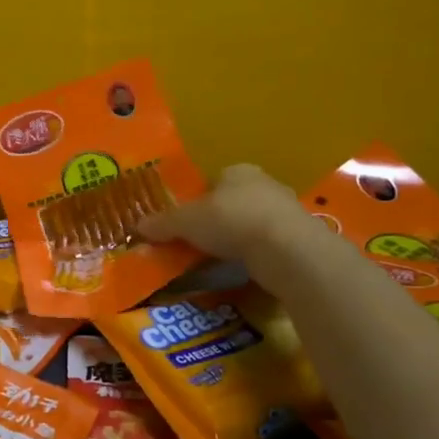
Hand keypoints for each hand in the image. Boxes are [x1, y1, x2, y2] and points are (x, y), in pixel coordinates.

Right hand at [139, 163, 320, 270]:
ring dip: (240, 237)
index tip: (187, 220)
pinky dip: (257, 253)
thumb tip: (138, 226)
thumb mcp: (185, 222)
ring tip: (221, 258)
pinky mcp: (301, 237)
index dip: (198, 199)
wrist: (286, 249)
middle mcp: (264, 183)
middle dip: (220, 218)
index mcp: (236, 171)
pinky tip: (246, 267)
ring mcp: (287, 210)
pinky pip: (270, 243)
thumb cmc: (230, 220)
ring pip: (254, 221)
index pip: (213, 180)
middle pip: (234, 200)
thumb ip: (163, 223)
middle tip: (201, 240)